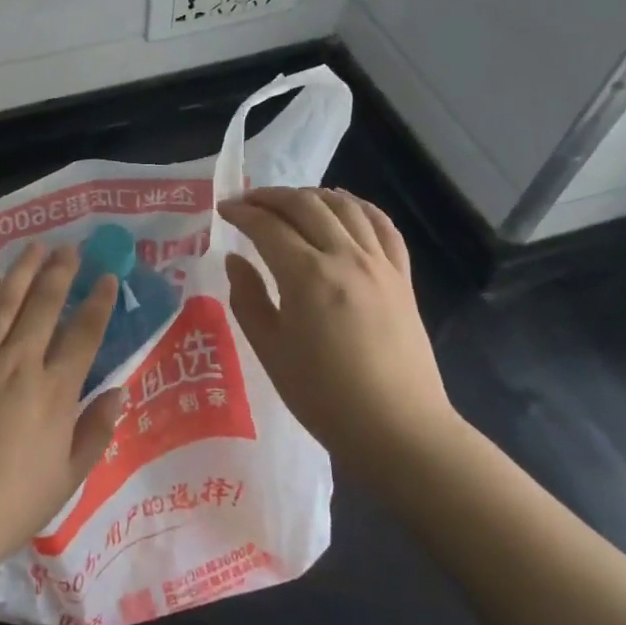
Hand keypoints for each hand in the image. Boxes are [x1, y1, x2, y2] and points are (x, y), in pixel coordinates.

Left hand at [0, 243, 123, 597]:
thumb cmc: (7, 509)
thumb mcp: (66, 480)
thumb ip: (95, 432)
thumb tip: (117, 392)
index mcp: (53, 392)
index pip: (84, 333)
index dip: (98, 302)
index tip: (106, 277)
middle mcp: (17, 364)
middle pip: (43, 304)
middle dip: (60, 272)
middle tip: (70, 249)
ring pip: (4, 301)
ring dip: (22, 270)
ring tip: (35, 248)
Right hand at [220, 187, 458, 471]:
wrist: (398, 429)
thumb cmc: (324, 396)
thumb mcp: (270, 350)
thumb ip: (248, 299)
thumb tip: (236, 260)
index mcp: (307, 276)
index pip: (268, 227)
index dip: (242, 213)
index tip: (223, 210)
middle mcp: (346, 258)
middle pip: (306, 206)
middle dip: (272, 196)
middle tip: (248, 201)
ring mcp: (380, 264)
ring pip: (345, 207)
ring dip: (312, 195)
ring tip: (290, 201)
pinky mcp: (402, 277)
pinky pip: (383, 226)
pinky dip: (360, 207)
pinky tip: (345, 206)